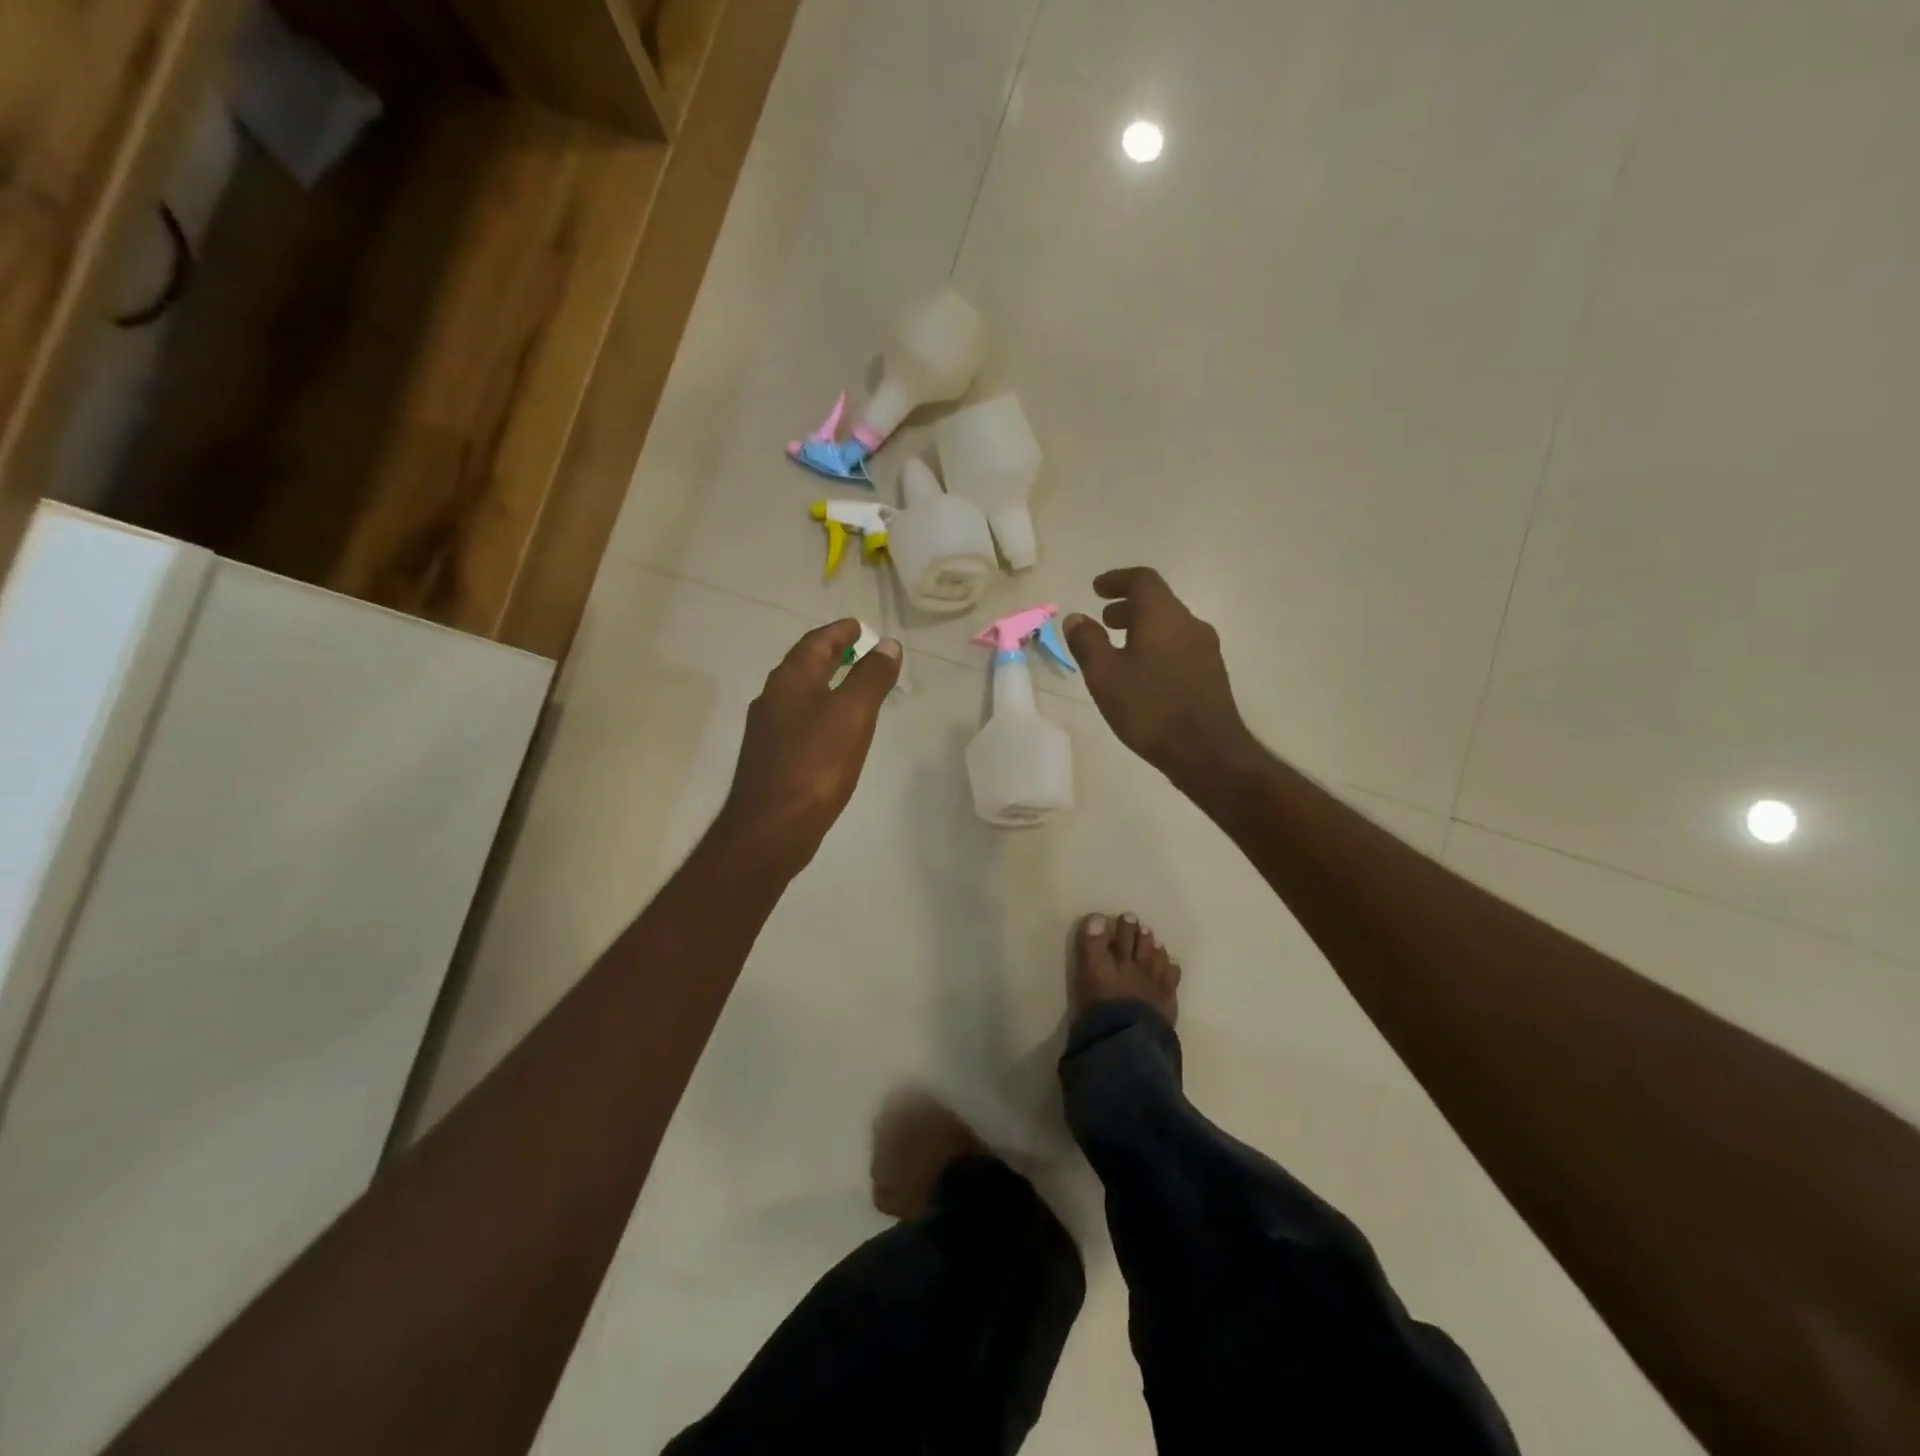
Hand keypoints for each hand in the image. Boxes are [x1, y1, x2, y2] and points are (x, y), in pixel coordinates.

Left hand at [717, 620, 900, 874]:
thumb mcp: (852, 714)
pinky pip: (799, 721)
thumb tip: (887, 644)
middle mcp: (773, 698)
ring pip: (800, 694)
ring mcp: (768, 730)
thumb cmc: (814, 765)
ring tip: (851, 686)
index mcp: (790, 680)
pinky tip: (833, 730)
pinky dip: (819, 712)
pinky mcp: (771, 758)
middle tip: (857, 649)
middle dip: (830, 654)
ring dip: (824, 683)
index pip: (816, 642)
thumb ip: (870, 677)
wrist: (771, 828)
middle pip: (804, 666)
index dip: (839, 631)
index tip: (859, 627)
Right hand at [1065, 568, 1254, 787]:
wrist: (1207, 751)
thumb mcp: (1105, 676)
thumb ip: (1087, 642)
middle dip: (1128, 606)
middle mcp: (1190, 624)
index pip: (1142, 580)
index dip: (1117, 579)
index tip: (1097, 588)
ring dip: (1142, 628)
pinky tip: (1142, 675)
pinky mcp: (1212, 673)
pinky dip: (1157, 647)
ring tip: (1119, 650)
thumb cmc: (1149, 708)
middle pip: (1158, 602)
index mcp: (1163, 616)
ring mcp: (1206, 649)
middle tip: (1104, 620)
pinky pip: (1179, 646)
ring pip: (1169, 626)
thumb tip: (1076, 617)